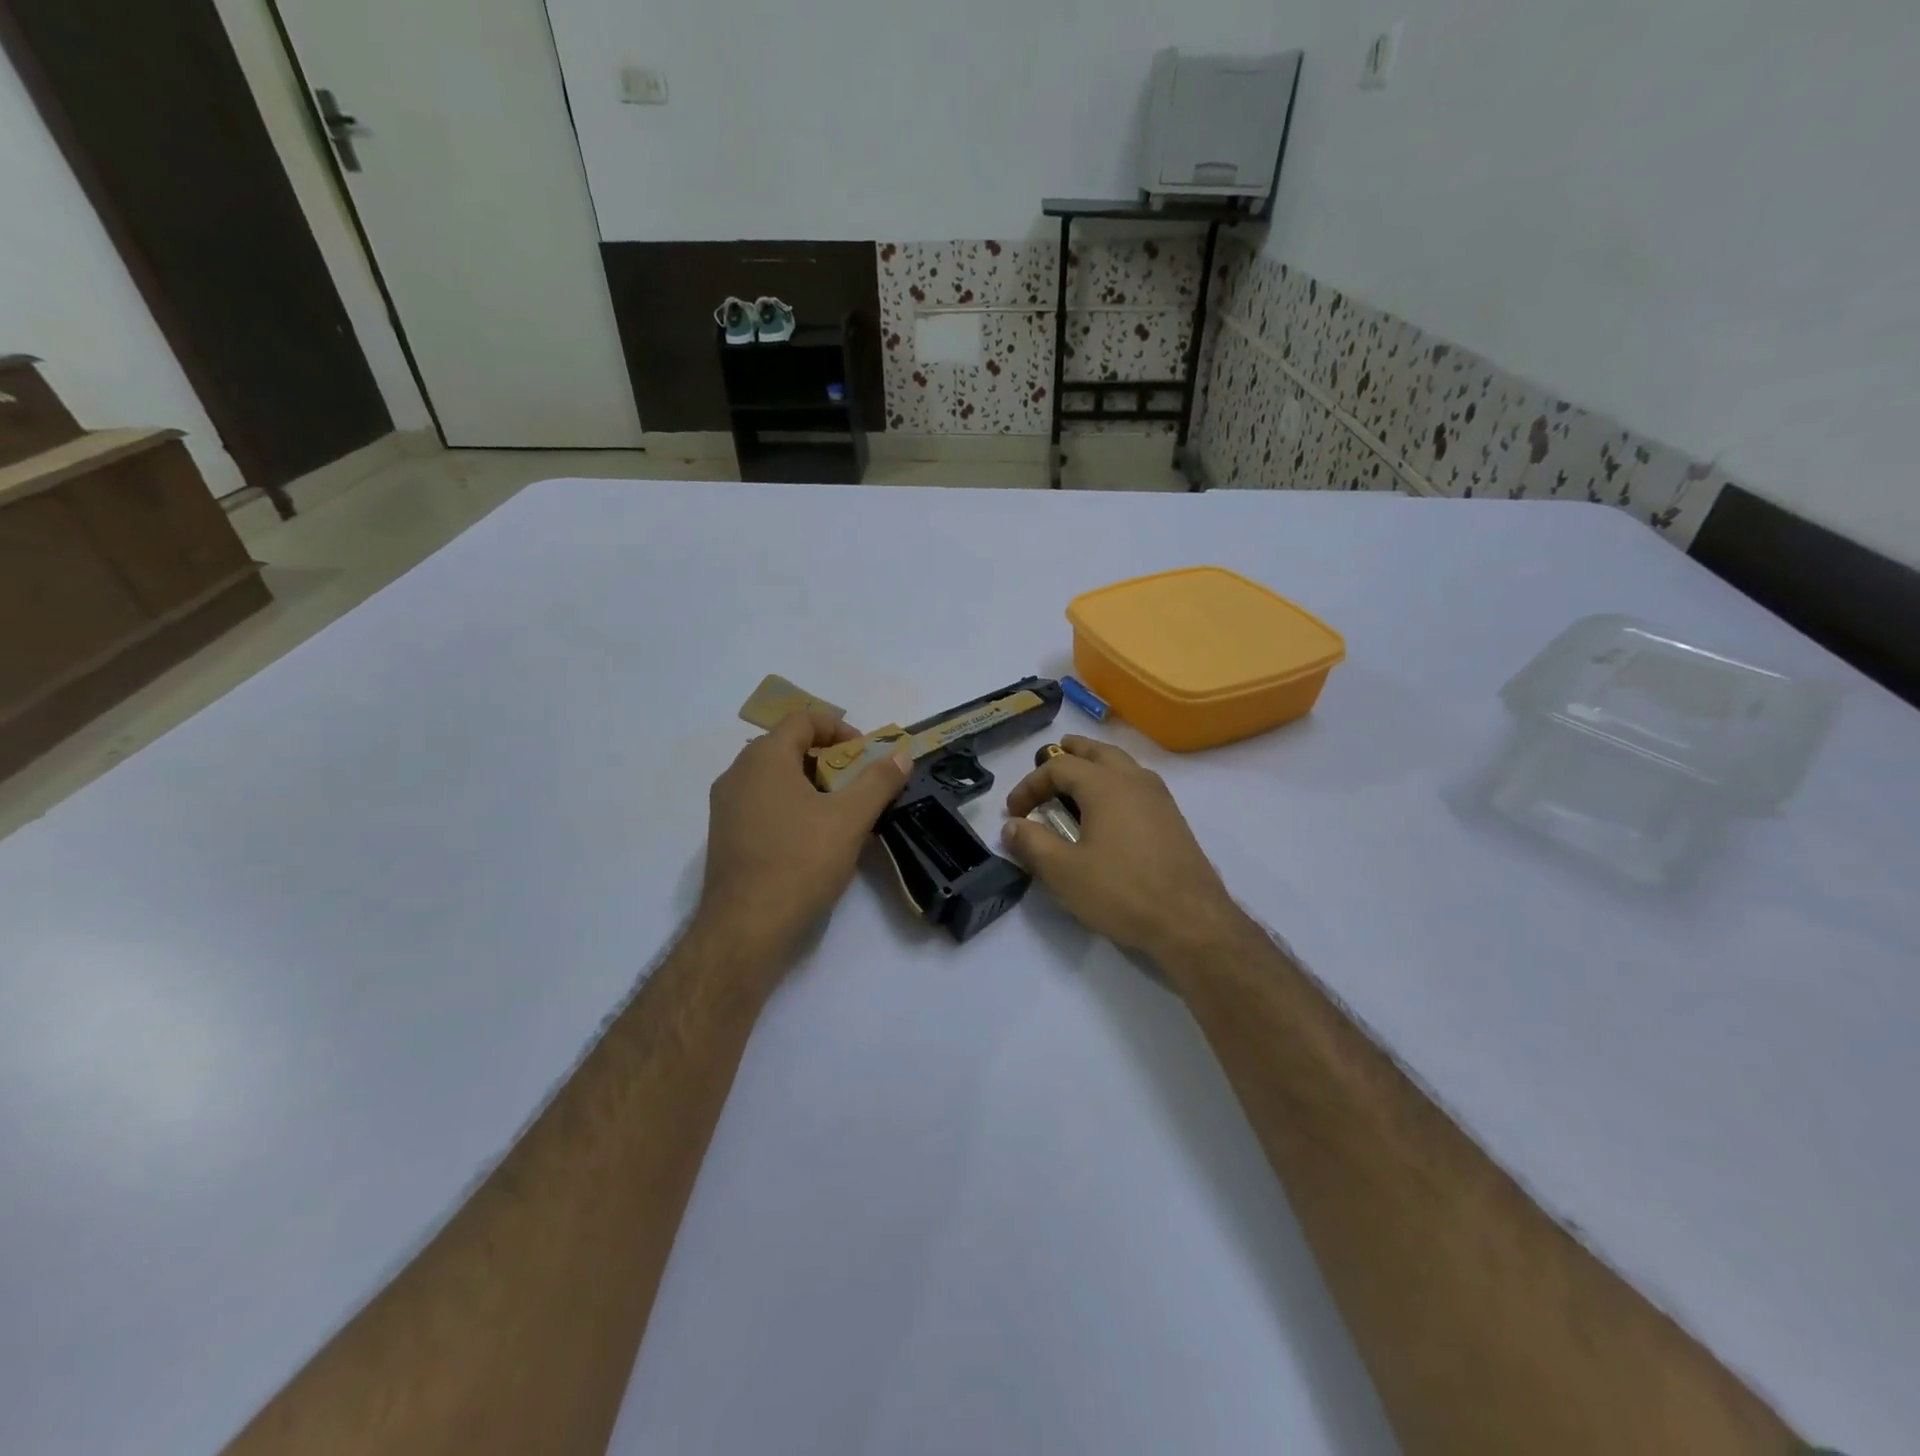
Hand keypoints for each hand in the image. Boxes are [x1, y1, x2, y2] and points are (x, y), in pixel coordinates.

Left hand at [696, 710, 911, 964]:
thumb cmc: (800, 862)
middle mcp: (737, 773)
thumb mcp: (850, 819)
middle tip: (856, 783)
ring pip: (773, 776)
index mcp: (764, 758)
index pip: (803, 719)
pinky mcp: (724, 835)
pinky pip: (760, 802)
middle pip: (787, 746)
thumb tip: (901, 755)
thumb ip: (878, 781)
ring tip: (838, 811)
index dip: (839, 728)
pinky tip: (810, 837)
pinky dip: (789, 804)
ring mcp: (725, 805)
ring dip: (809, 783)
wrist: (746, 928)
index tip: (865, 754)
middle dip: (827, 758)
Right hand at [1001, 736, 1246, 964]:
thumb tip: (1011, 825)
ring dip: (1095, 764)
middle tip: (1050, 757)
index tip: (1014, 812)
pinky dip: (1115, 782)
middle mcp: (1134, 780)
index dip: (1030, 784)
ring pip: (1122, 764)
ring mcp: (1159, 797)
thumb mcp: (1064, 872)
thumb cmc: (1122, 892)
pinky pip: (1138, 783)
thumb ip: (1032, 844)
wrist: (1190, 921)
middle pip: (1098, 751)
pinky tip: (1109, 810)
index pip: (1058, 767)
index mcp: (1105, 785)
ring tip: (1077, 780)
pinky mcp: (1173, 818)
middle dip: (1070, 752)